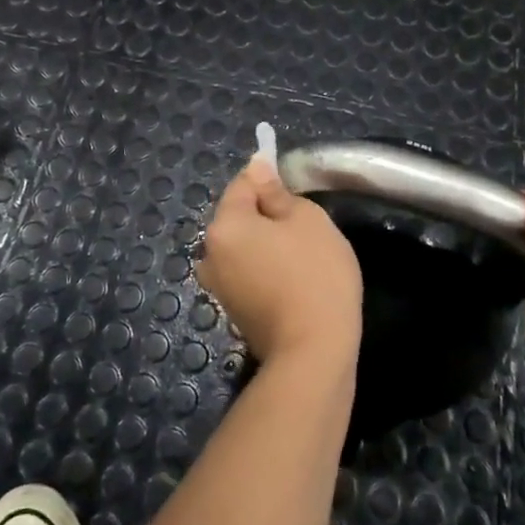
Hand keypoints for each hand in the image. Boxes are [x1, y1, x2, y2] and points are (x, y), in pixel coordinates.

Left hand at [199, 158, 362, 369]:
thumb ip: (277, 193)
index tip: (293, 184)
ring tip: (303, 255)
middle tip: (306, 225)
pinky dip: (266, 268)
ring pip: (244, 246)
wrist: (313, 353)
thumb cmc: (314, 275)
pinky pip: (248, 272)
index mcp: (224, 225)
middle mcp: (210, 253)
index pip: (242, 184)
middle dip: (267, 214)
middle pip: (239, 216)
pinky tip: (294, 280)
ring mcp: (218, 285)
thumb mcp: (307, 220)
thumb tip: (258, 171)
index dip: (267, 177)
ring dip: (266, 243)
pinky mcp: (233, 310)